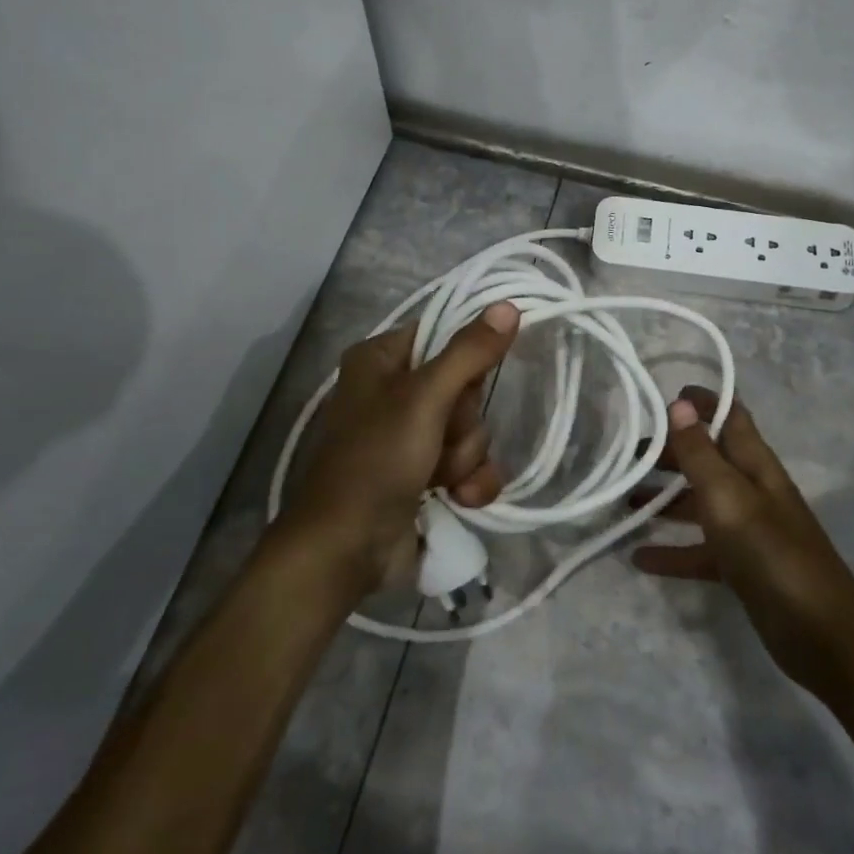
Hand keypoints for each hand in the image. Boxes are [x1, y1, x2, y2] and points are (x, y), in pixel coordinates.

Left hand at [274, 303, 519, 599]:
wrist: (346, 548)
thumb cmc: (376, 460)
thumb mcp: (424, 399)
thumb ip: (468, 353)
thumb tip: (508, 305)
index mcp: (381, 359)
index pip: (443, 334)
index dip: (465, 358)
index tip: (474, 377)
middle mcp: (394, 391)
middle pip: (464, 387)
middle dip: (464, 422)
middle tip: (442, 437)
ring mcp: (410, 435)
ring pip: (471, 429)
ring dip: (465, 457)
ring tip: (441, 478)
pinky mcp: (425, 474)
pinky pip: (469, 463)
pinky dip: (469, 481)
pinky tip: (460, 498)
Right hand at [632, 387, 853, 695]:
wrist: (821, 635)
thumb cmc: (771, 554)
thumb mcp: (728, 497)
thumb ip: (701, 453)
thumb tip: (680, 404)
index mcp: (755, 465)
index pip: (731, 416)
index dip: (704, 401)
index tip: (664, 396)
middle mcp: (751, 490)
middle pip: (708, 458)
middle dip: (671, 451)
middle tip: (628, 455)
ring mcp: (748, 531)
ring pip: (699, 503)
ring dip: (664, 499)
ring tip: (623, 501)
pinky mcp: (741, 568)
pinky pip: (699, 550)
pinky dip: (671, 551)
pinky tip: (638, 559)